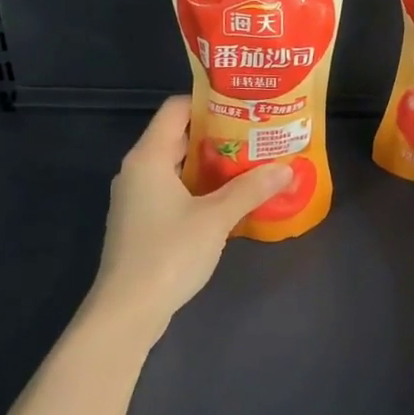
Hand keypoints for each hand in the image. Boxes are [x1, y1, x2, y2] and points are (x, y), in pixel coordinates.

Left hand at [85, 97, 294, 335]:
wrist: (126, 312)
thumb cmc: (168, 254)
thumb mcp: (216, 218)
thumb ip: (251, 189)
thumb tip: (287, 167)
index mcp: (148, 157)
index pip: (175, 109)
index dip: (209, 102)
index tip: (244, 105)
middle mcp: (137, 170)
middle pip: (178, 136)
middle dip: (218, 135)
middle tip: (256, 134)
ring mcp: (136, 198)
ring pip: (176, 166)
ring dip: (211, 164)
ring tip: (250, 163)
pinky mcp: (140, 222)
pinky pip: (172, 190)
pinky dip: (199, 188)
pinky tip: (228, 199)